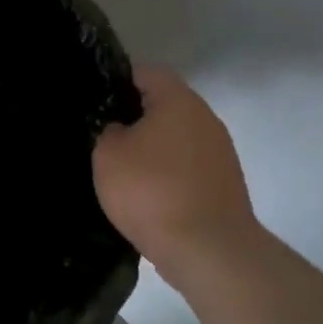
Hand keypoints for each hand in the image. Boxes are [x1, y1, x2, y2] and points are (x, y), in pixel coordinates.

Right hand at [93, 65, 256, 268]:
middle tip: (105, 135)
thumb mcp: (108, 154)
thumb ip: (109, 131)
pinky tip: (147, 195)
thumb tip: (121, 131)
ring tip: (124, 169)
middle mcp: (205, 118)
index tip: (97, 100)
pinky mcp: (225, 185)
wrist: (209, 252)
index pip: (146, 72)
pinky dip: (168, 174)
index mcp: (178, 100)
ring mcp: (220, 153)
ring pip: (177, 137)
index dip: (117, 80)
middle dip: (135, 116)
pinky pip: (188, 166)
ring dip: (154, 148)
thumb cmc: (151, 191)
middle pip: (165, 104)